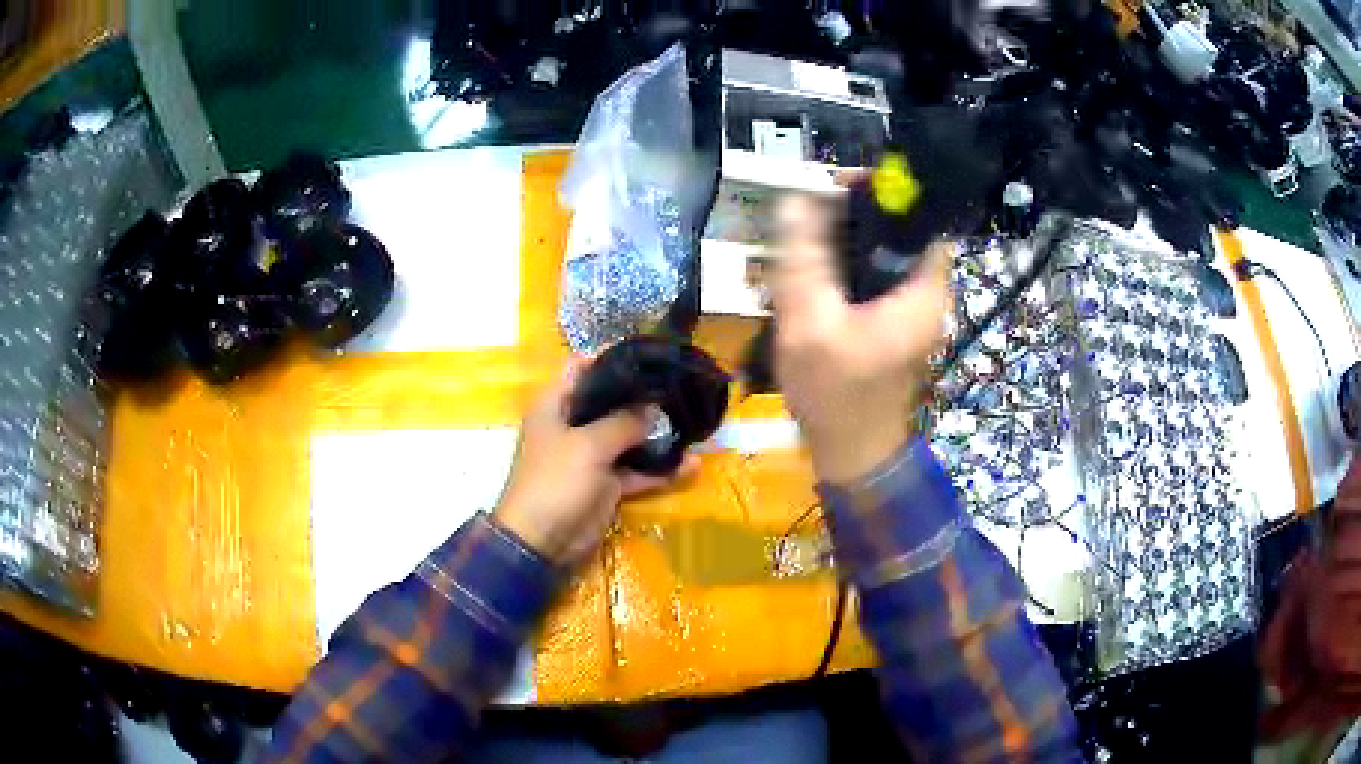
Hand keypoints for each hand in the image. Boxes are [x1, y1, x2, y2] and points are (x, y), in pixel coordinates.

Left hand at [494, 362, 697, 565]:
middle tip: (679, 388)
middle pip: (609, 402)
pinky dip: (660, 471)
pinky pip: (636, 471)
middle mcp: (573, 426)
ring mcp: (590, 456)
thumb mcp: (589, 445)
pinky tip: (691, 466)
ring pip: (628, 438)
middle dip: (643, 397)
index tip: (647, 356)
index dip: (609, 358)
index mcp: (555, 406)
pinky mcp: (606, 485)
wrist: (542, 542)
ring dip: (657, 435)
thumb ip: (623, 422)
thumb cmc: (555, 482)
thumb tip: (651, 408)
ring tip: (693, 424)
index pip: (579, 368)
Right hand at [770, 194, 952, 485]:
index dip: (881, 192)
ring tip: (799, 241)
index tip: (834, 186)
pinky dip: (843, 267)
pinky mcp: (894, 319)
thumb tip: (798, 197)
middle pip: (897, 230)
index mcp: (925, 289)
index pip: (919, 216)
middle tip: (805, 214)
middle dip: (851, 214)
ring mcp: (911, 308)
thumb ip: (804, 258)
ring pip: (881, 251)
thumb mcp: (810, 323)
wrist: (852, 453)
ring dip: (842, 240)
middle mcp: (927, 292)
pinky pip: (872, 276)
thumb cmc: (836, 395)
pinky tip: (808, 276)